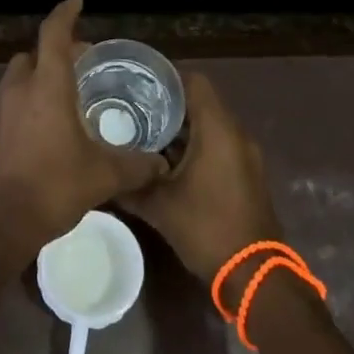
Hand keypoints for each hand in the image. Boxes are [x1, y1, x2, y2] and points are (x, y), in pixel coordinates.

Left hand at [0, 0, 167, 256]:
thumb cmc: (52, 187)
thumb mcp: (103, 176)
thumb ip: (135, 165)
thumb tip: (161, 164)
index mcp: (47, 86)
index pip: (54, 34)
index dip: (66, 14)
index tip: (76, 2)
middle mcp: (17, 89)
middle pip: (34, 55)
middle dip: (55, 54)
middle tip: (80, 69)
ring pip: (17, 79)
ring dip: (37, 80)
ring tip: (62, 103)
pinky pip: (6, 105)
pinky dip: (23, 106)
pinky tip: (39, 134)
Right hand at [121, 72, 282, 283]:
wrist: (254, 276)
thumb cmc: (207, 229)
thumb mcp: (158, 206)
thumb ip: (128, 185)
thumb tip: (99, 174)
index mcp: (218, 130)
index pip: (195, 82)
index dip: (166, 77)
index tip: (137, 81)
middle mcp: (235, 135)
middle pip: (200, 102)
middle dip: (167, 103)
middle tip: (131, 106)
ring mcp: (244, 155)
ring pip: (209, 125)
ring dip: (180, 127)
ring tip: (142, 131)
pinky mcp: (245, 174)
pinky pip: (218, 145)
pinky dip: (194, 145)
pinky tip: (165, 161)